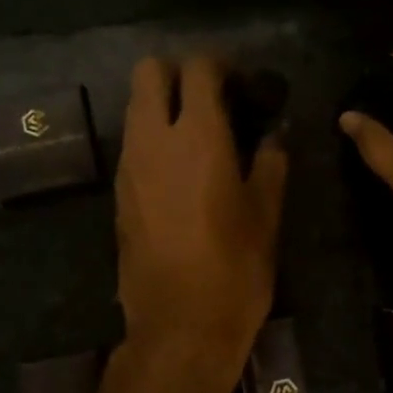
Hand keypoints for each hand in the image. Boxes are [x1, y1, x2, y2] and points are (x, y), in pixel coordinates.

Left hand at [115, 56, 287, 373]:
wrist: (179, 327)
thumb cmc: (234, 270)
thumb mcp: (266, 214)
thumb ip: (270, 163)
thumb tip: (274, 135)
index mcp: (197, 136)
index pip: (198, 68)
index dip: (222, 66)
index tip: (244, 86)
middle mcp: (152, 140)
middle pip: (149, 72)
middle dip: (179, 73)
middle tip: (212, 99)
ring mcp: (129, 167)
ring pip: (134, 107)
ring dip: (162, 105)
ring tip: (199, 136)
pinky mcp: (118, 194)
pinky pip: (133, 144)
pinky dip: (153, 139)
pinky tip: (181, 171)